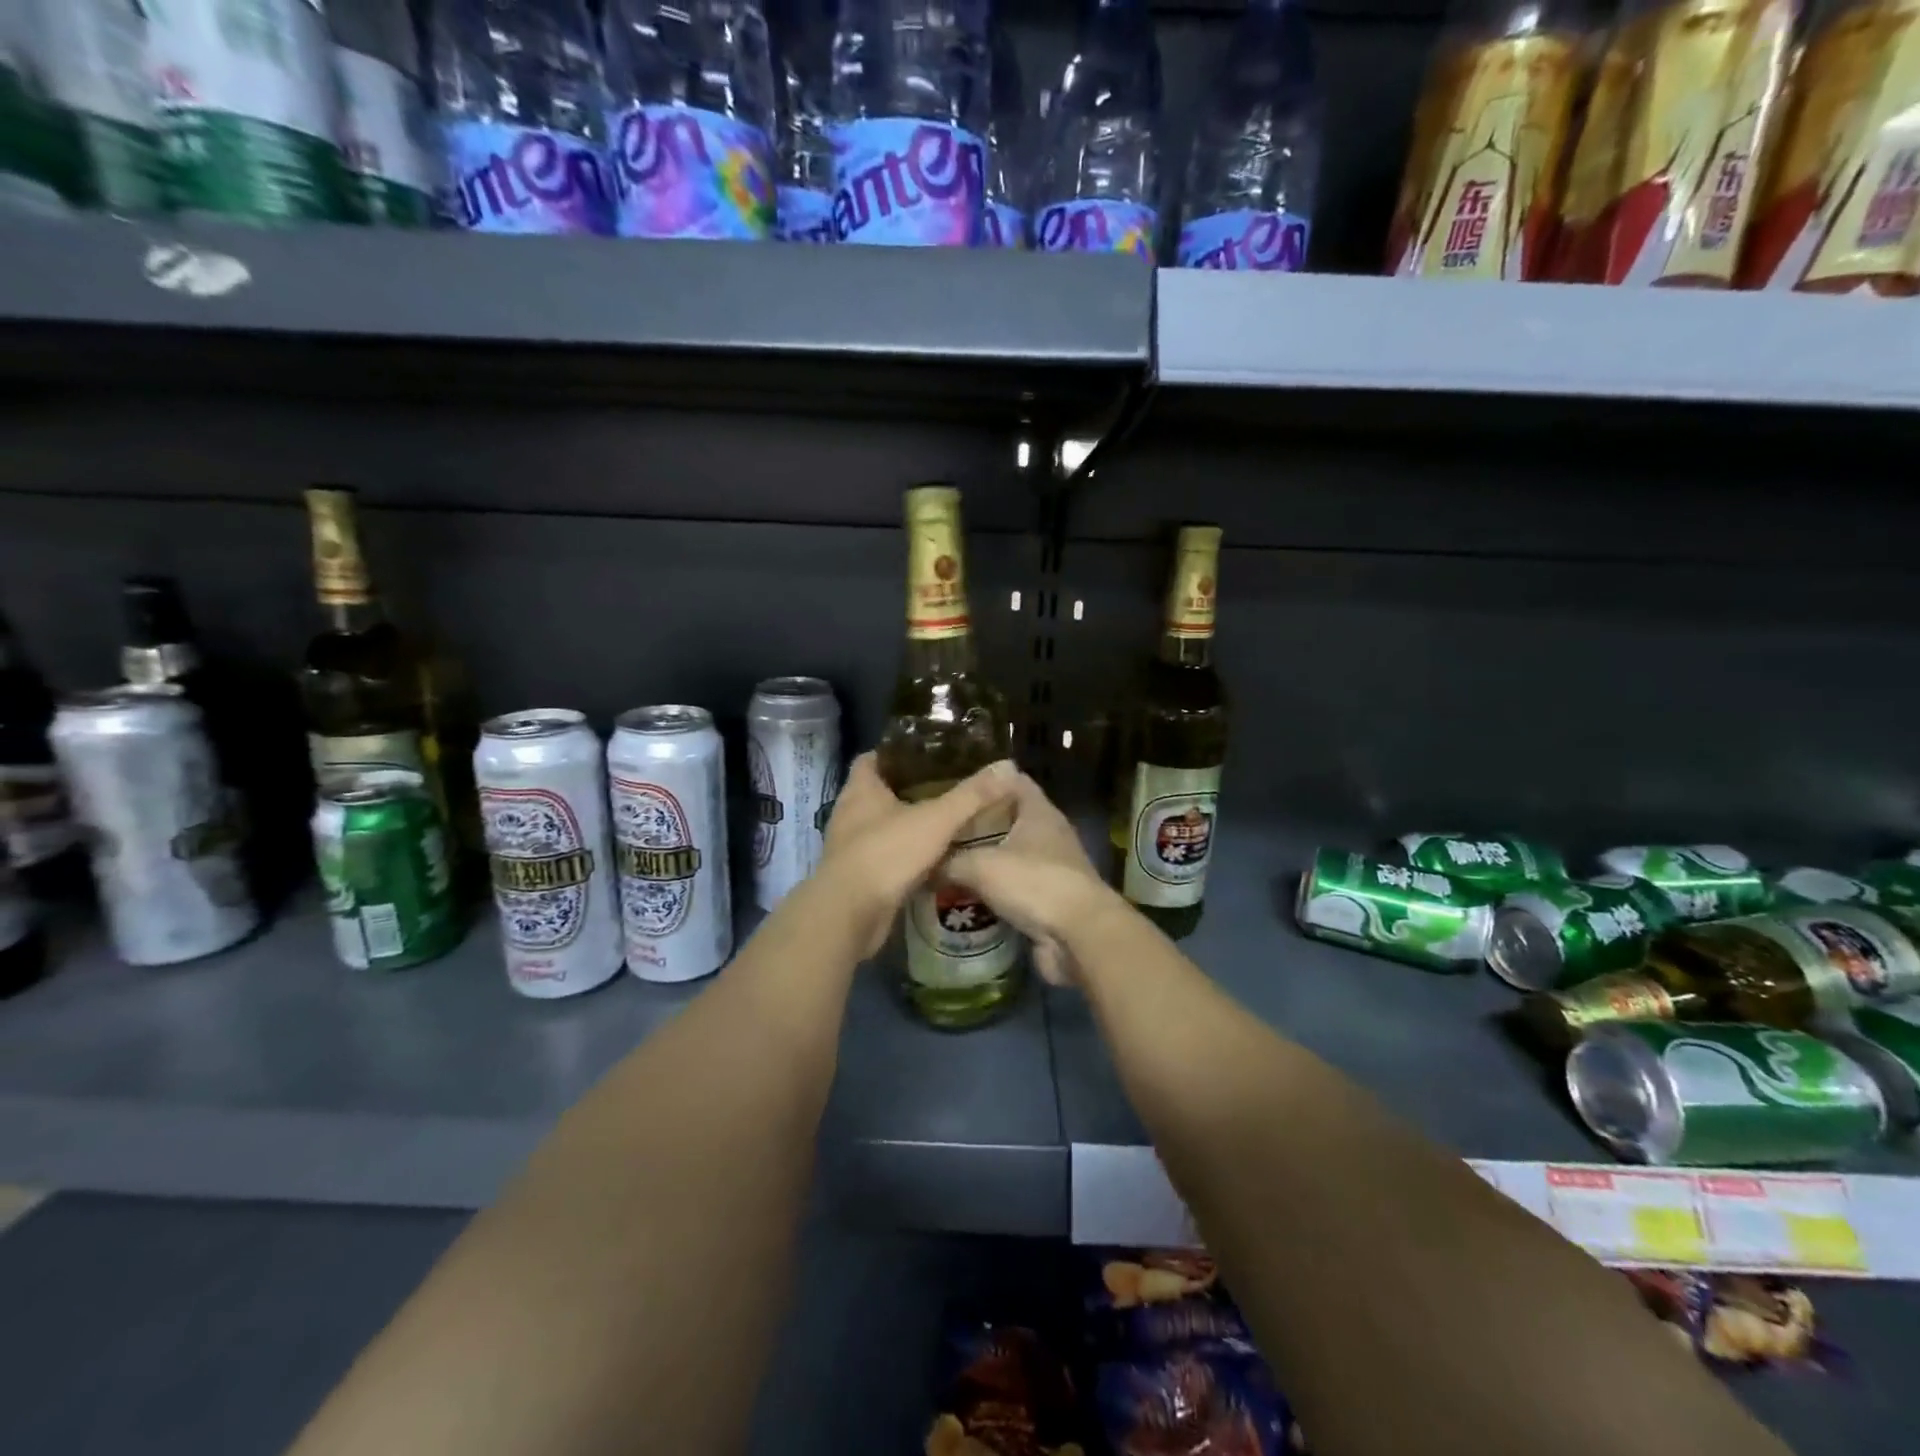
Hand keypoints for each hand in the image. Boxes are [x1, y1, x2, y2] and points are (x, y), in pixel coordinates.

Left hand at [819, 752, 1019, 956]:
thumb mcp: (936, 819)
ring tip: (946, 821)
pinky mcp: (857, 876)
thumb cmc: (886, 853)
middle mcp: (850, 813)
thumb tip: (1008, 766)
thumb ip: (972, 795)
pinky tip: (934, 859)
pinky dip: (906, 856)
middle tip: (948, 786)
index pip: (872, 758)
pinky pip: (885, 857)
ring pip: (883, 826)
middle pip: (880, 792)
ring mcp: (851, 846)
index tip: (927, 753)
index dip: (897, 752)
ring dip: (909, 824)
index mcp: (861, 789)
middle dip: (911, 789)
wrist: (850, 914)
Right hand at [945, 772, 1116, 985]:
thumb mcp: (981, 866)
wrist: (1079, 935)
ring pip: (1014, 856)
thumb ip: (950, 861)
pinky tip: (969, 898)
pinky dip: (998, 891)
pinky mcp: (1053, 900)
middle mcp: (1051, 835)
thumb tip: (925, 865)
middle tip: (946, 831)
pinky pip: (1019, 888)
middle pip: (1012, 820)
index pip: (1014, 781)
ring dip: (988, 861)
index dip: (988, 782)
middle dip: (980, 825)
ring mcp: (1055, 868)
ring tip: (950, 864)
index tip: (958, 791)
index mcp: (1039, 812)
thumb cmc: (1033, 883)